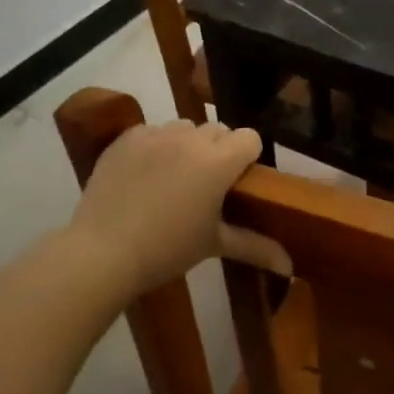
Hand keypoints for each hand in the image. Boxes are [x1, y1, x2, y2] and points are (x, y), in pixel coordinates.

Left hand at [68, 120, 291, 297]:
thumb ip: (255, 247)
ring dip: (188, 145)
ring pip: (185, 128)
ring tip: (174, 177)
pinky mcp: (127, 137)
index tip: (237, 182)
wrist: (103, 251)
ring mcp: (156, 134)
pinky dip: (156, 147)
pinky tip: (144, 175)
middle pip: (218, 130)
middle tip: (206, 185)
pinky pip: (153, 132)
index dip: (247, 157)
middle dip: (218, 150)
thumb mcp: (213, 245)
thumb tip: (290, 266)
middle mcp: (191, 139)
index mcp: (219, 162)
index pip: (249, 138)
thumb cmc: (167, 250)